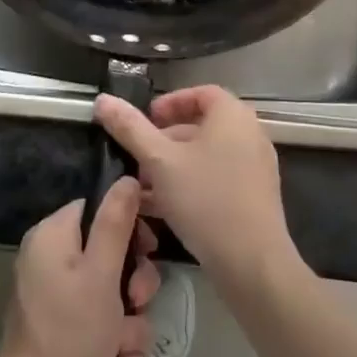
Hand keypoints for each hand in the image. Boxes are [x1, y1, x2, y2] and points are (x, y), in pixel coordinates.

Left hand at [0, 179, 159, 356]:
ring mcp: (57, 300)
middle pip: (111, 256)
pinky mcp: (65, 334)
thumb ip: (116, 224)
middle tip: (135, 303)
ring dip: (128, 327)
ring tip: (120, 351)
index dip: (129, 227)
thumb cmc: (70, 334)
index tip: (150, 249)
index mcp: (53, 236)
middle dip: (133, 287)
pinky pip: (104, 329)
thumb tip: (128, 178)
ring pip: (114, 298)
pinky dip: (114, 350)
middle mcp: (51, 262)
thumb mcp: (100, 275)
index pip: (98, 209)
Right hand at [95, 86, 303, 292]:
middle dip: (165, 140)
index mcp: (233, 116)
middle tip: (138, 156)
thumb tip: (102, 100)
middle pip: (202, 126)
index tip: (147, 120)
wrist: (252, 263)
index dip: (171, 102)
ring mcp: (255, 169)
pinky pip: (217, 179)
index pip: (201, 93)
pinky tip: (161, 208)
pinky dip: (190, 185)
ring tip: (142, 186)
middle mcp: (250, 135)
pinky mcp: (254, 198)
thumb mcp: (159, 161)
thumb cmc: (205, 199)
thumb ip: (130, 128)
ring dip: (173, 166)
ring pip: (206, 157)